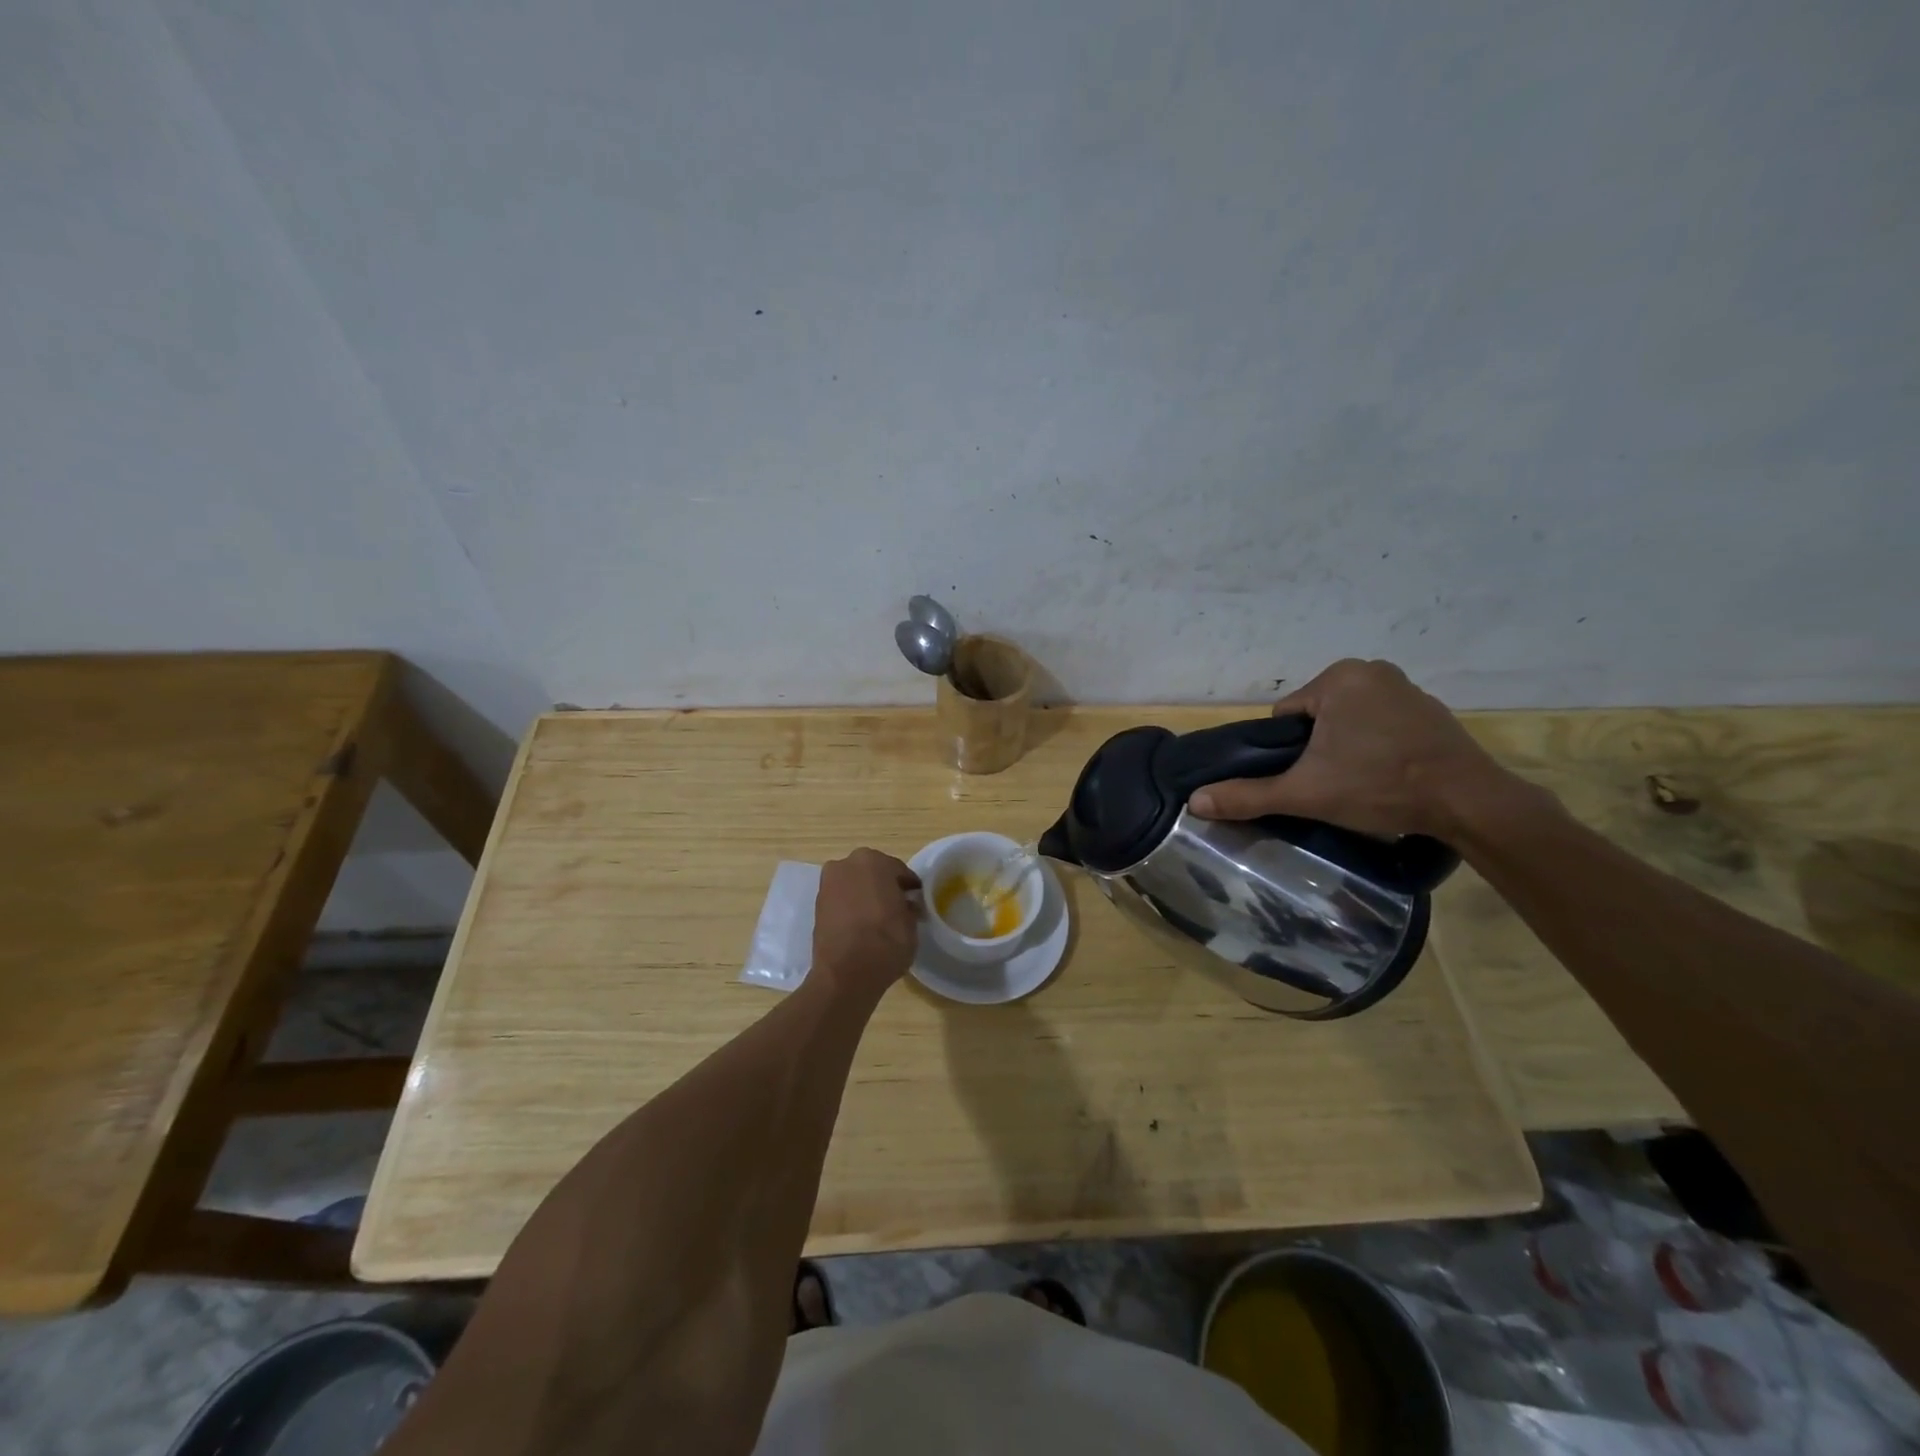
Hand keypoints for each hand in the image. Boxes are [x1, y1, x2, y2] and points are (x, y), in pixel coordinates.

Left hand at [811, 848, 921, 999]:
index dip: (909, 886)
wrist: (844, 974)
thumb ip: (910, 907)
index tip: (916, 899)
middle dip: (884, 886)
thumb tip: (906, 905)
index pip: (899, 870)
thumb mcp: (911, 924)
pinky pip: (842, 899)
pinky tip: (861, 925)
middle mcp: (847, 864)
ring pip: (855, 884)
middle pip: (873, 872)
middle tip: (897, 907)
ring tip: (878, 918)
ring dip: (866, 895)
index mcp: (874, 861)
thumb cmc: (886, 942)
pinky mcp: (816, 904)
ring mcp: (828, 883)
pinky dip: (851, 906)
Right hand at [1187, 658, 1525, 840]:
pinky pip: (1381, 724)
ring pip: (1348, 721)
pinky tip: (1389, 773)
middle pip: (1316, 717)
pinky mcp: (1431, 709)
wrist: (1469, 803)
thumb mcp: (1305, 793)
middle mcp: (1371, 670)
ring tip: (1362, 782)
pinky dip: (1377, 745)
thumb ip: (1248, 794)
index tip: (1309, 777)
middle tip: (1334, 783)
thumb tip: (1195, 802)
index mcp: (1338, 678)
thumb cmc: (1379, 786)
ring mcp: (1406, 687)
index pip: (1286, 716)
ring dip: (1346, 747)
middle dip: (1317, 749)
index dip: (1288, 752)